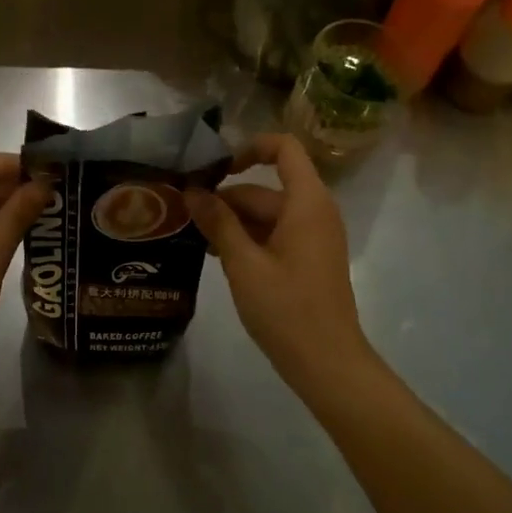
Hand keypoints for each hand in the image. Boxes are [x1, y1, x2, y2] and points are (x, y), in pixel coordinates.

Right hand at [187, 134, 371, 388]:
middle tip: (183, 214)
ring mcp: (313, 237)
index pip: (284, 148)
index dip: (249, 148)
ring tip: (193, 239)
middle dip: (225, 198)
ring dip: (232, 222)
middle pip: (265, 188)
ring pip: (266, 214)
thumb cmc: (287, 309)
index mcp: (306, 202)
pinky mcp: (308, 259)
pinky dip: (247, 239)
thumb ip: (218, 222)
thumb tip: (192, 190)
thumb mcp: (243, 264)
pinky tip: (217, 257)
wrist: (328, 364)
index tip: (215, 170)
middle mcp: (314, 211)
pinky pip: (274, 234)